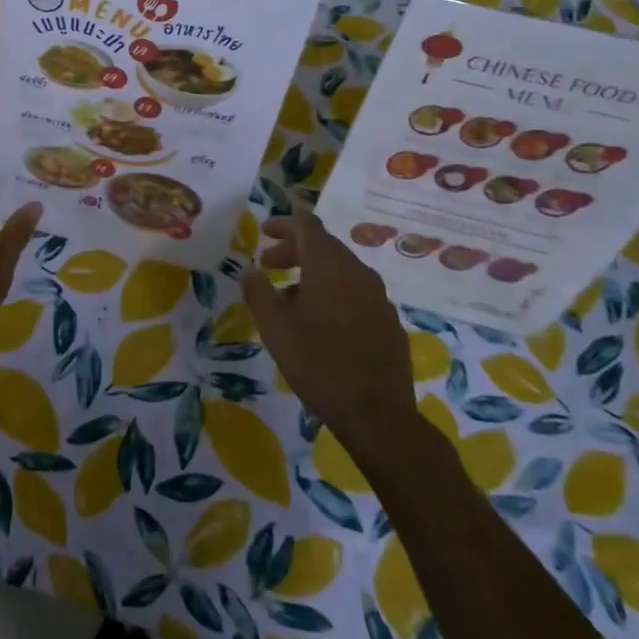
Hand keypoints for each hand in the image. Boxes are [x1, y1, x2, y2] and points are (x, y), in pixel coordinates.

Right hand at [241, 213, 415, 436]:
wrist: (377, 415)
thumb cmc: (318, 362)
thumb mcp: (275, 327)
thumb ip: (259, 292)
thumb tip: (249, 272)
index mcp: (330, 266)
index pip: (307, 225)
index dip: (284, 224)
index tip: (263, 231)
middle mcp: (358, 273)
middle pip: (325, 247)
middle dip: (294, 250)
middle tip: (268, 265)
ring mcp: (379, 298)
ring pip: (341, 272)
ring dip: (313, 274)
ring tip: (289, 298)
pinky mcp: (389, 323)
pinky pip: (356, 294)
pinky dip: (333, 294)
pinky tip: (321, 323)